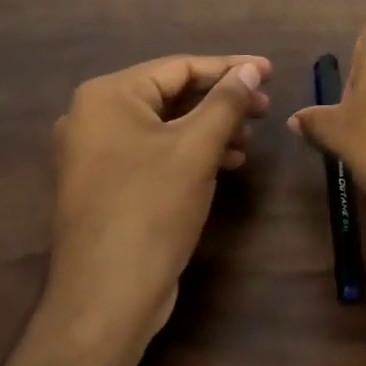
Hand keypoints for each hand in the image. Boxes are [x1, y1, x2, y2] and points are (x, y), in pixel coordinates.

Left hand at [44, 54, 271, 350]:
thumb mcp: (196, 149)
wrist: (106, 298)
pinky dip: (190, 152)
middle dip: (221, 101)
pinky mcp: (107, 183)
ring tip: (249, 140)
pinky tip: (226, 163)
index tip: (271, 72)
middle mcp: (94, 116)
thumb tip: (253, 69)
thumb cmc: (151, 209)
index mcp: (107, 96)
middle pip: (172, 94)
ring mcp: (96, 152)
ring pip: (166, 125)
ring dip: (210, 128)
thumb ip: (227, 101)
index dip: (230, 68)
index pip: (179, 67)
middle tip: (265, 110)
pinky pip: (155, 151)